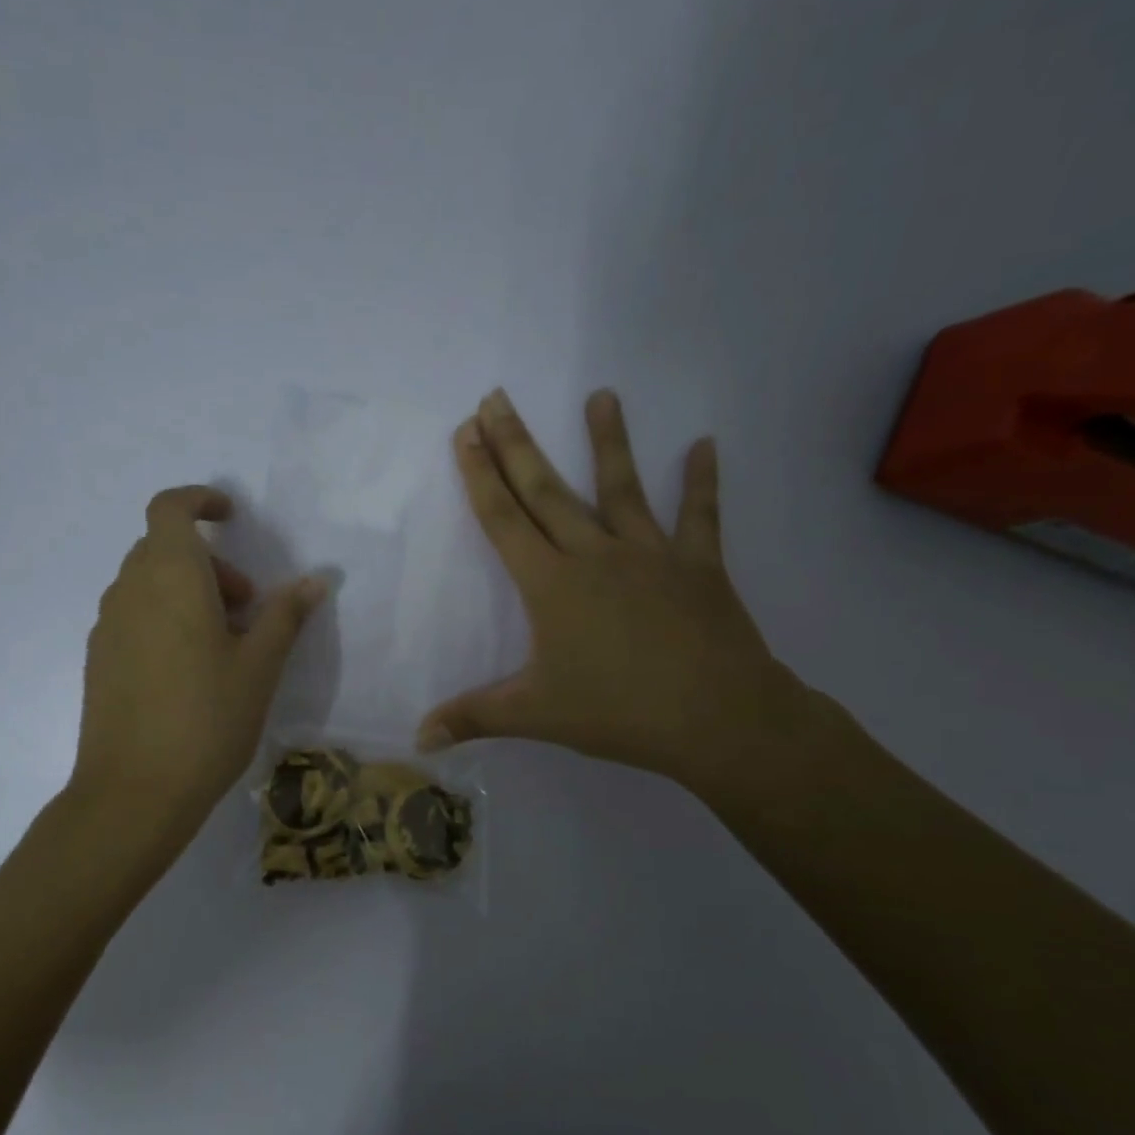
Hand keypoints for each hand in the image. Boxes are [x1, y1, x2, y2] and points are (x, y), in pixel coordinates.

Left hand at [72, 486, 326, 837]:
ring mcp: (107, 626)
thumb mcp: (259, 666)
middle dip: (210, 563)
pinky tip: (189, 671)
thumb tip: (315, 580)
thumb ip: (285, 616)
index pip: (170, 508)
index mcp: (169, 577)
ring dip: (187, 593)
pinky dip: (164, 619)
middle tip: (247, 608)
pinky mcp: (98, 659)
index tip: (232, 518)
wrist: (133, 792)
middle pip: (164, 548)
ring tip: (224, 645)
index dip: (200, 501)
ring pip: (148, 584)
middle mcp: (129, 590)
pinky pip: (134, 616)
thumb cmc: (206, 719)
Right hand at [417, 389, 792, 791]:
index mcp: (551, 585)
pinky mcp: (699, 566)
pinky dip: (702, 482)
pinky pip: (700, 517)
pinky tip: (705, 444)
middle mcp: (595, 555)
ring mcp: (650, 555)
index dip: (480, 475)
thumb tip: (417, 739)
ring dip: (609, 441)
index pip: (504, 520)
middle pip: (546, 491)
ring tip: (602, 395)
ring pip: (621, 489)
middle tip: (496, 398)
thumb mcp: (534, 715)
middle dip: (516, 444)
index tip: (467, 431)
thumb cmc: (617, 712)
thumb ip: (472, 718)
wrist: (717, 718)